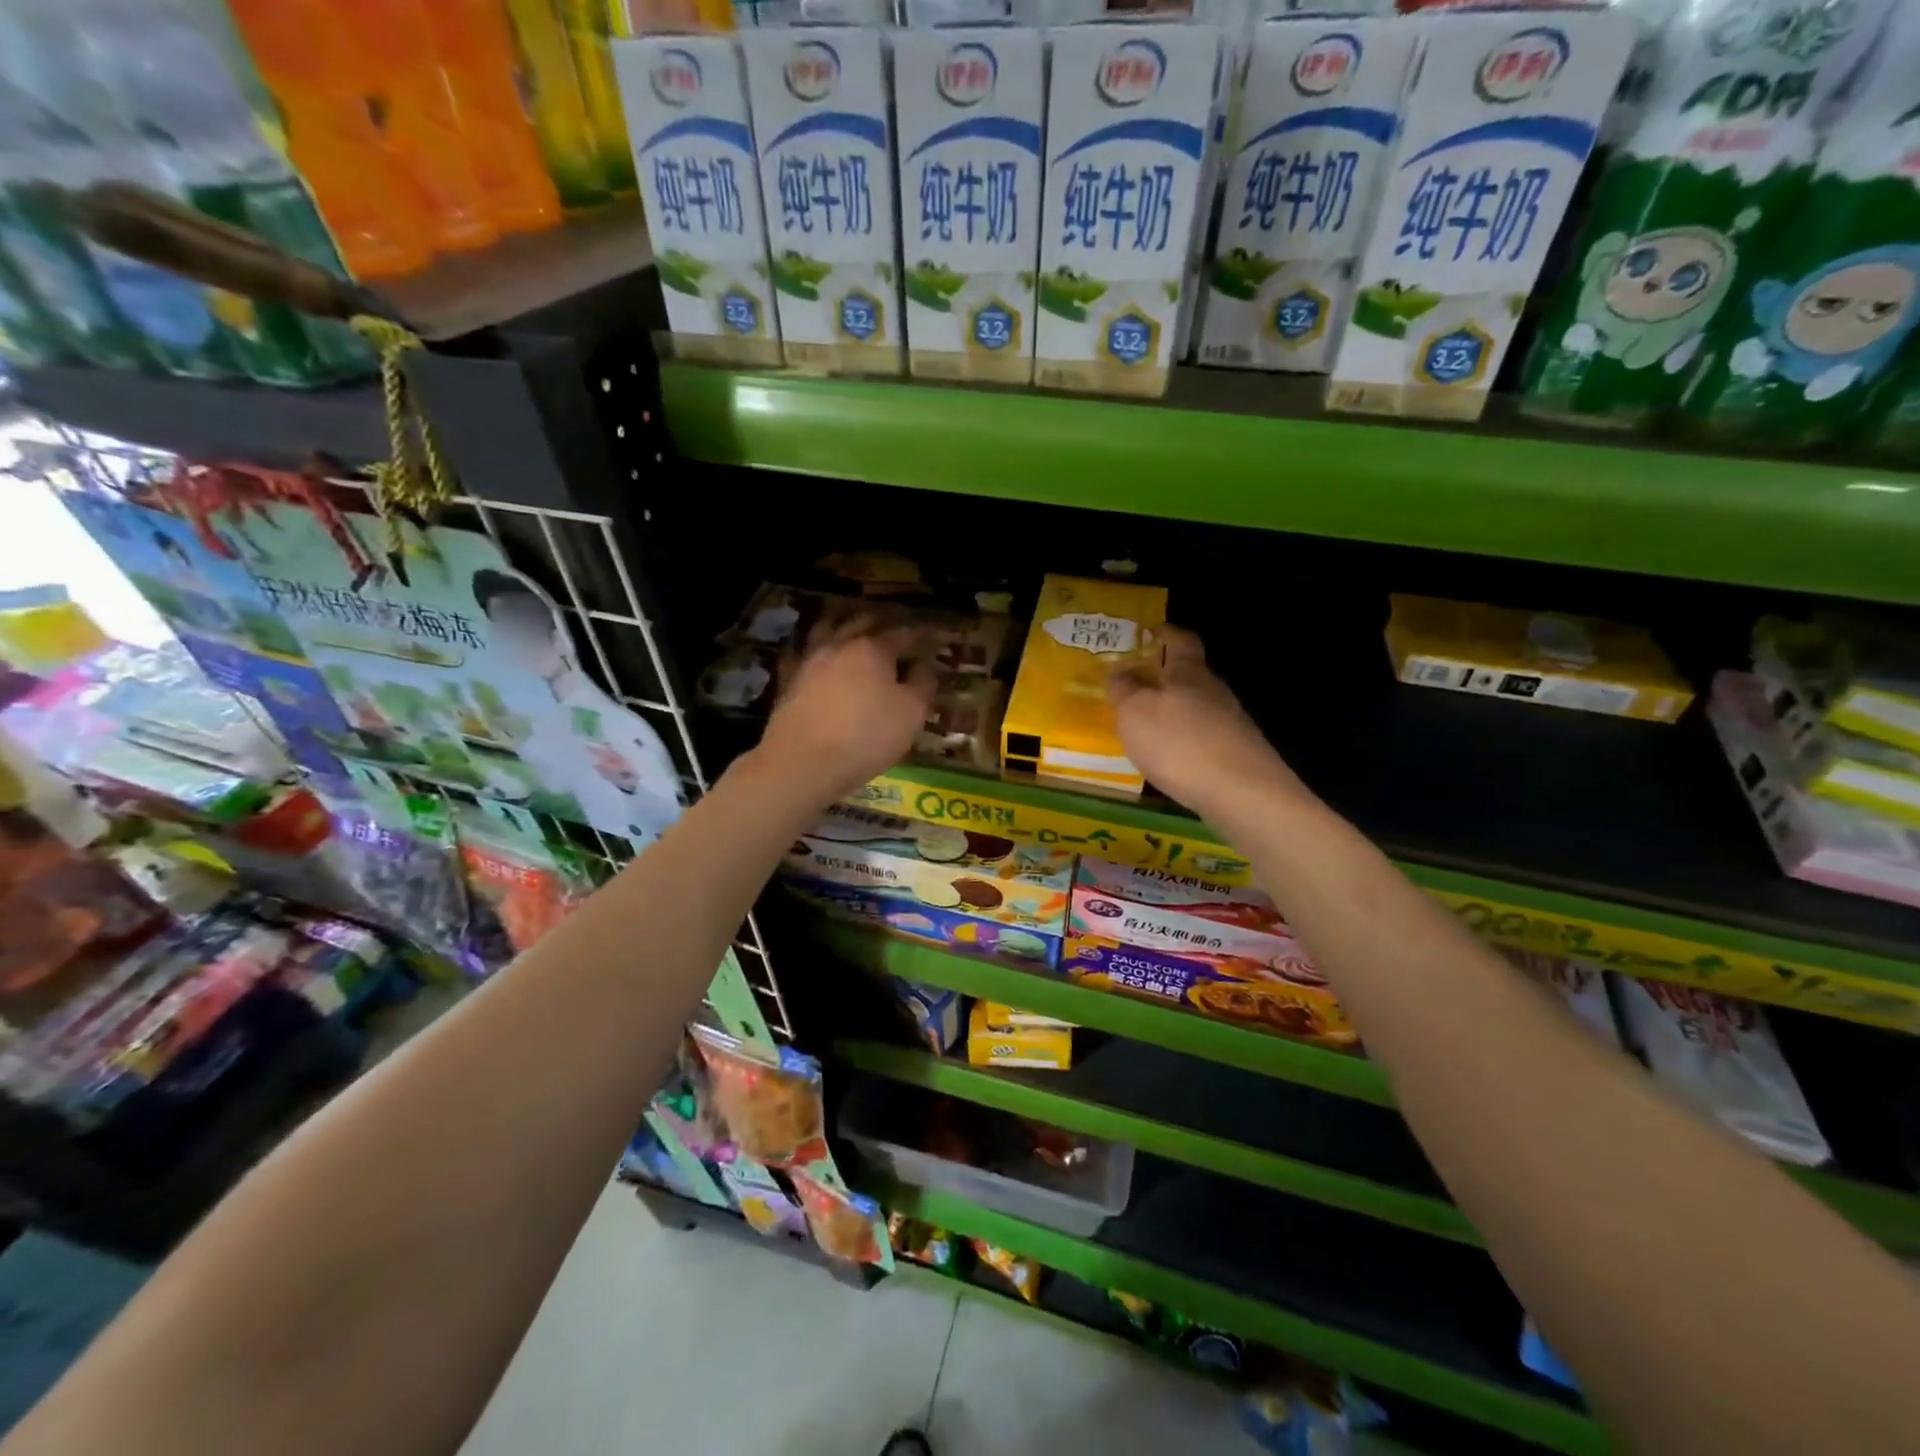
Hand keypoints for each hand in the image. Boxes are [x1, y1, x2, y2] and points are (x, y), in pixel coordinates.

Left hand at [757, 618, 936, 801]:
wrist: (802, 762)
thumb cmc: (866, 736)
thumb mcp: (911, 713)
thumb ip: (922, 685)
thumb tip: (924, 666)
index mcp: (873, 648)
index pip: (903, 634)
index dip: (920, 636)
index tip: (931, 638)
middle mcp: (839, 645)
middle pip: (862, 624)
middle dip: (880, 624)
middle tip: (893, 631)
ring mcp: (810, 661)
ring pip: (828, 631)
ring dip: (844, 627)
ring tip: (854, 633)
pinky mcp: (789, 682)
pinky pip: (806, 655)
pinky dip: (817, 650)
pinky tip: (821, 658)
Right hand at [1108, 626, 1306, 820]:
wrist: (1240, 793)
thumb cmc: (1179, 742)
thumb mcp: (1135, 712)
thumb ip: (1124, 689)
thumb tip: (1120, 671)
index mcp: (1188, 673)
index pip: (1181, 641)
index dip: (1166, 633)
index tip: (1152, 630)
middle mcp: (1214, 692)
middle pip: (1190, 676)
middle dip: (1164, 679)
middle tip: (1135, 686)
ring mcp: (1230, 724)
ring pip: (1197, 709)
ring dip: (1174, 713)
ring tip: (1146, 728)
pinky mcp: (1236, 755)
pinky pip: (1203, 738)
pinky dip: (1184, 742)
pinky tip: (1170, 759)